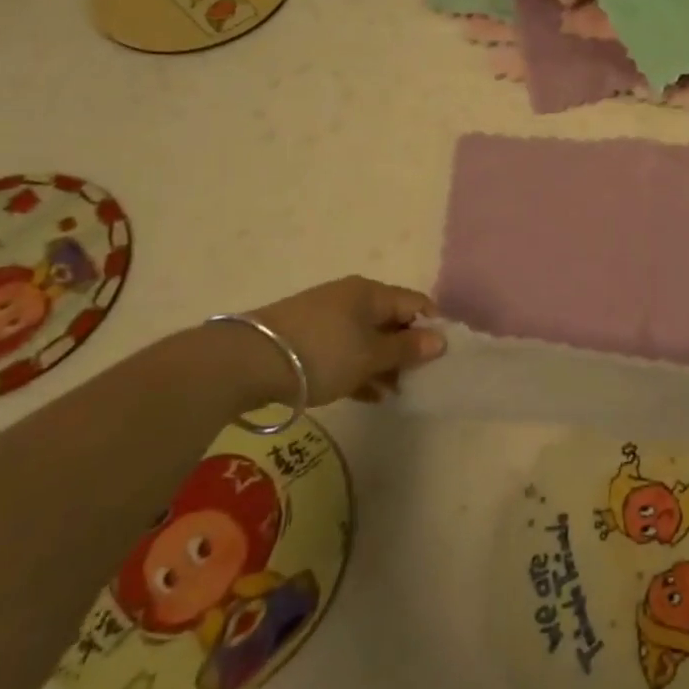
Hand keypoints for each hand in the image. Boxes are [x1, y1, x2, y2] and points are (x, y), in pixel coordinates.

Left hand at [250, 276, 445, 403]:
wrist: (247, 362)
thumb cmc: (322, 353)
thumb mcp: (370, 355)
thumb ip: (407, 349)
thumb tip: (441, 340)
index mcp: (371, 293)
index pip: (415, 303)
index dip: (432, 326)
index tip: (441, 357)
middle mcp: (351, 298)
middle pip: (391, 321)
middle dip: (406, 349)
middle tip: (417, 379)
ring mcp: (326, 318)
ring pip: (367, 339)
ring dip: (383, 364)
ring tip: (394, 393)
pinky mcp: (305, 339)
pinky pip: (344, 351)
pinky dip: (359, 369)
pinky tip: (368, 395)